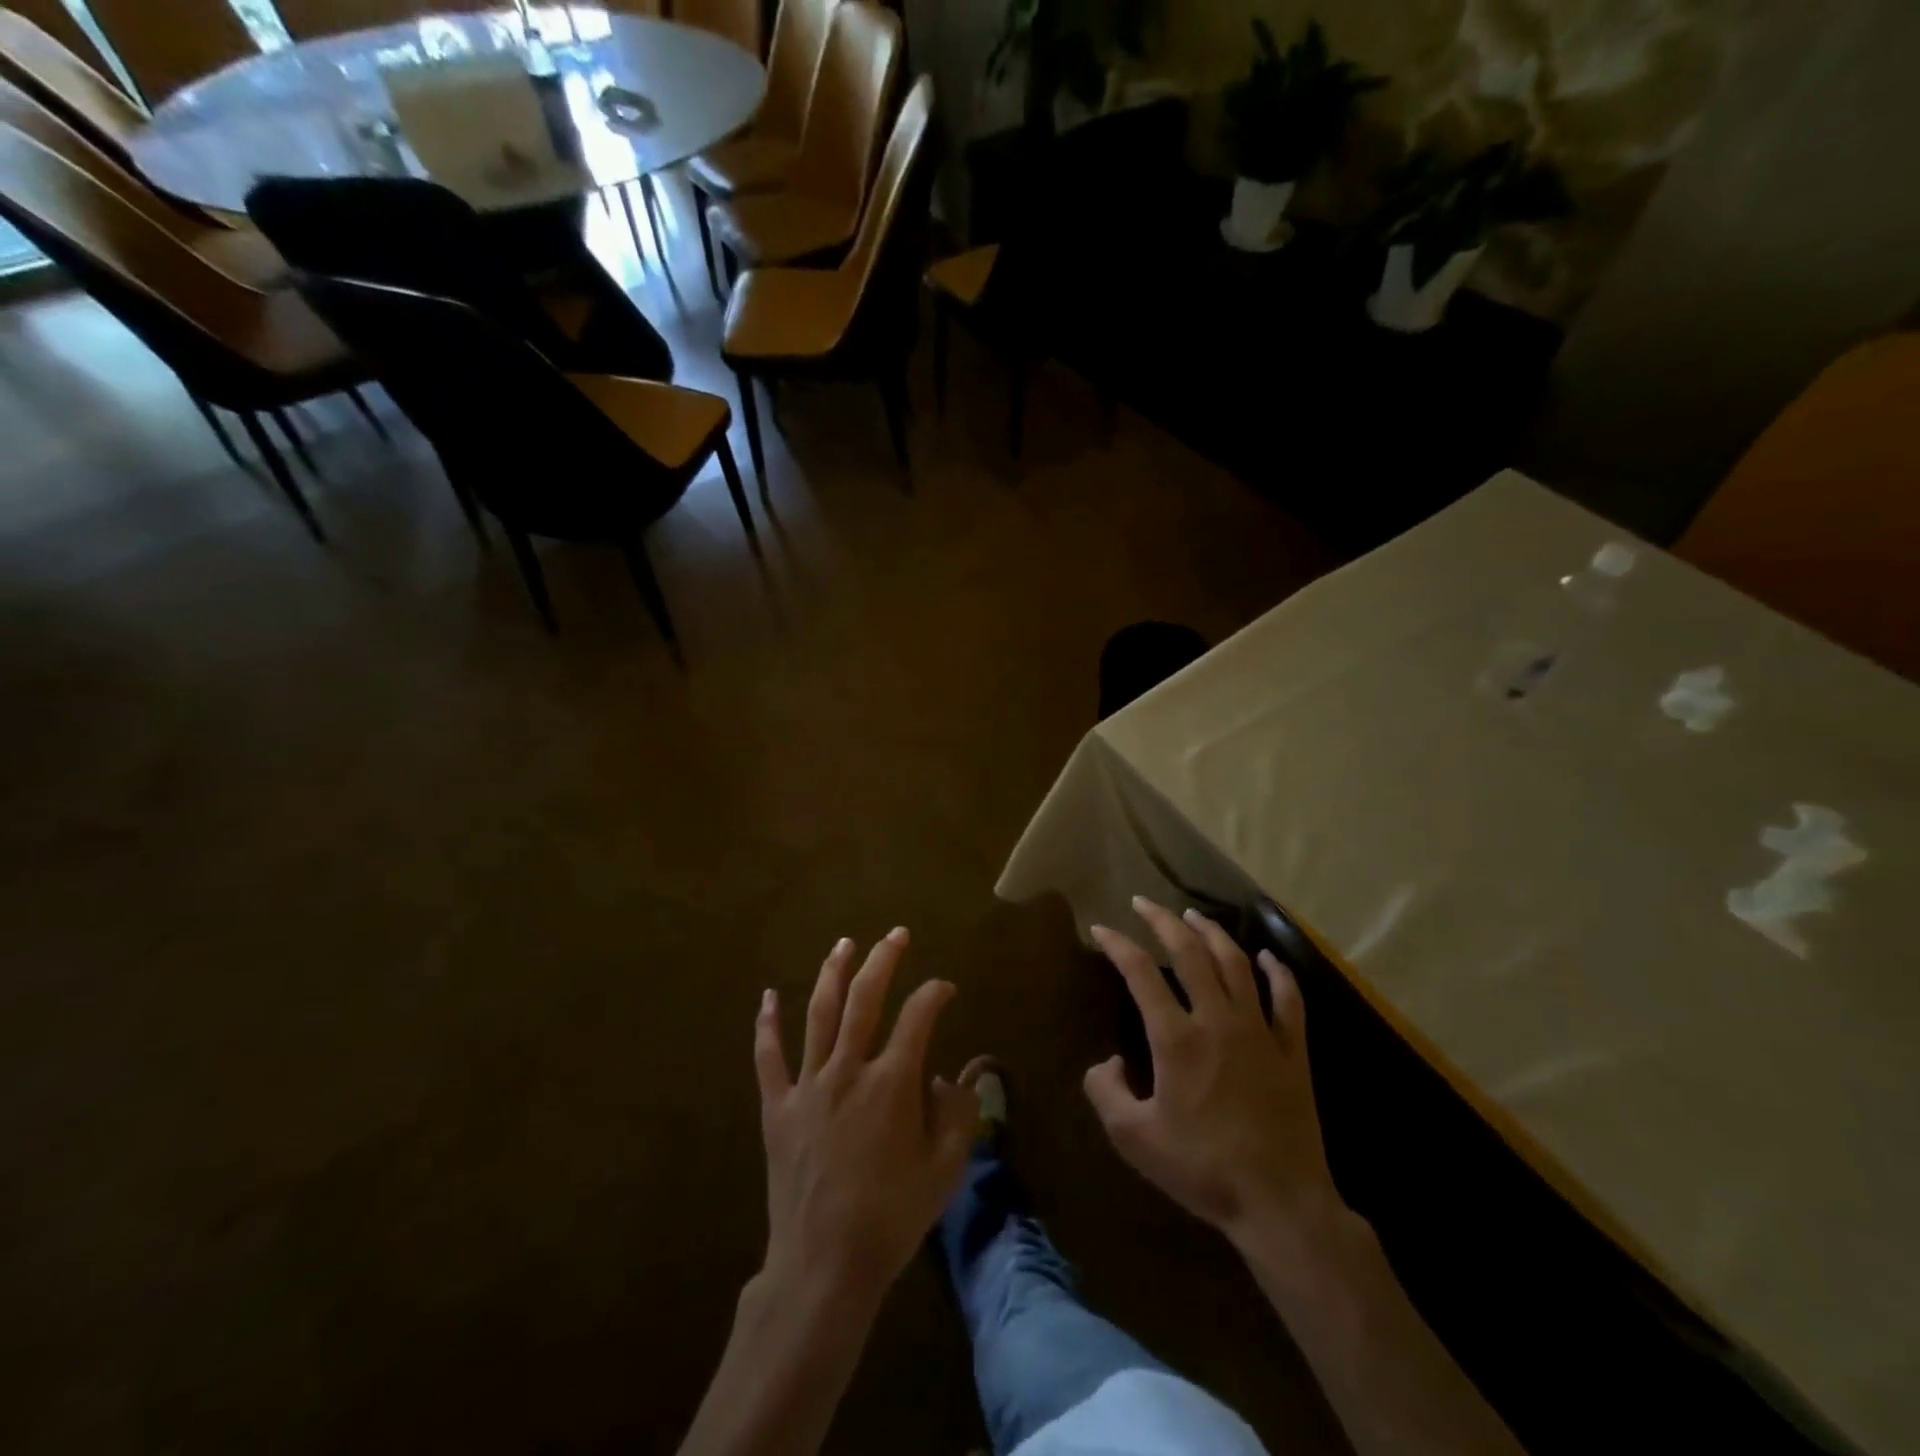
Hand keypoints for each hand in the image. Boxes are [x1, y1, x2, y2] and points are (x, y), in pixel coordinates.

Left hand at [755, 928, 977, 1306]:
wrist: (824, 1264)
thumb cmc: (891, 1218)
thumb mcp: (945, 1170)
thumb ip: (957, 1115)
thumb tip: (947, 1077)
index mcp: (892, 1083)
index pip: (918, 1017)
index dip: (935, 994)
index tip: (945, 988)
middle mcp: (849, 1070)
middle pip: (865, 999)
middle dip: (884, 960)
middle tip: (895, 934)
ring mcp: (808, 1085)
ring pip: (820, 1014)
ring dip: (833, 974)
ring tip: (844, 943)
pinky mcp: (778, 1108)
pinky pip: (769, 1057)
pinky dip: (767, 1024)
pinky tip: (767, 996)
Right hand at [1084, 897, 1341, 1247]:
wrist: (1279, 1203)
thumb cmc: (1202, 1169)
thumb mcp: (1134, 1138)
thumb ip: (1106, 1092)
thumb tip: (1105, 1062)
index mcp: (1176, 1039)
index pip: (1140, 973)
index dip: (1118, 945)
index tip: (1102, 929)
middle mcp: (1217, 1021)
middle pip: (1189, 954)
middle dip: (1163, 922)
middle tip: (1145, 903)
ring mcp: (1260, 1032)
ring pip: (1236, 965)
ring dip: (1213, 934)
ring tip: (1193, 916)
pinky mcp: (1293, 1051)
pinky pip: (1288, 1000)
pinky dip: (1278, 973)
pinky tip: (1268, 957)